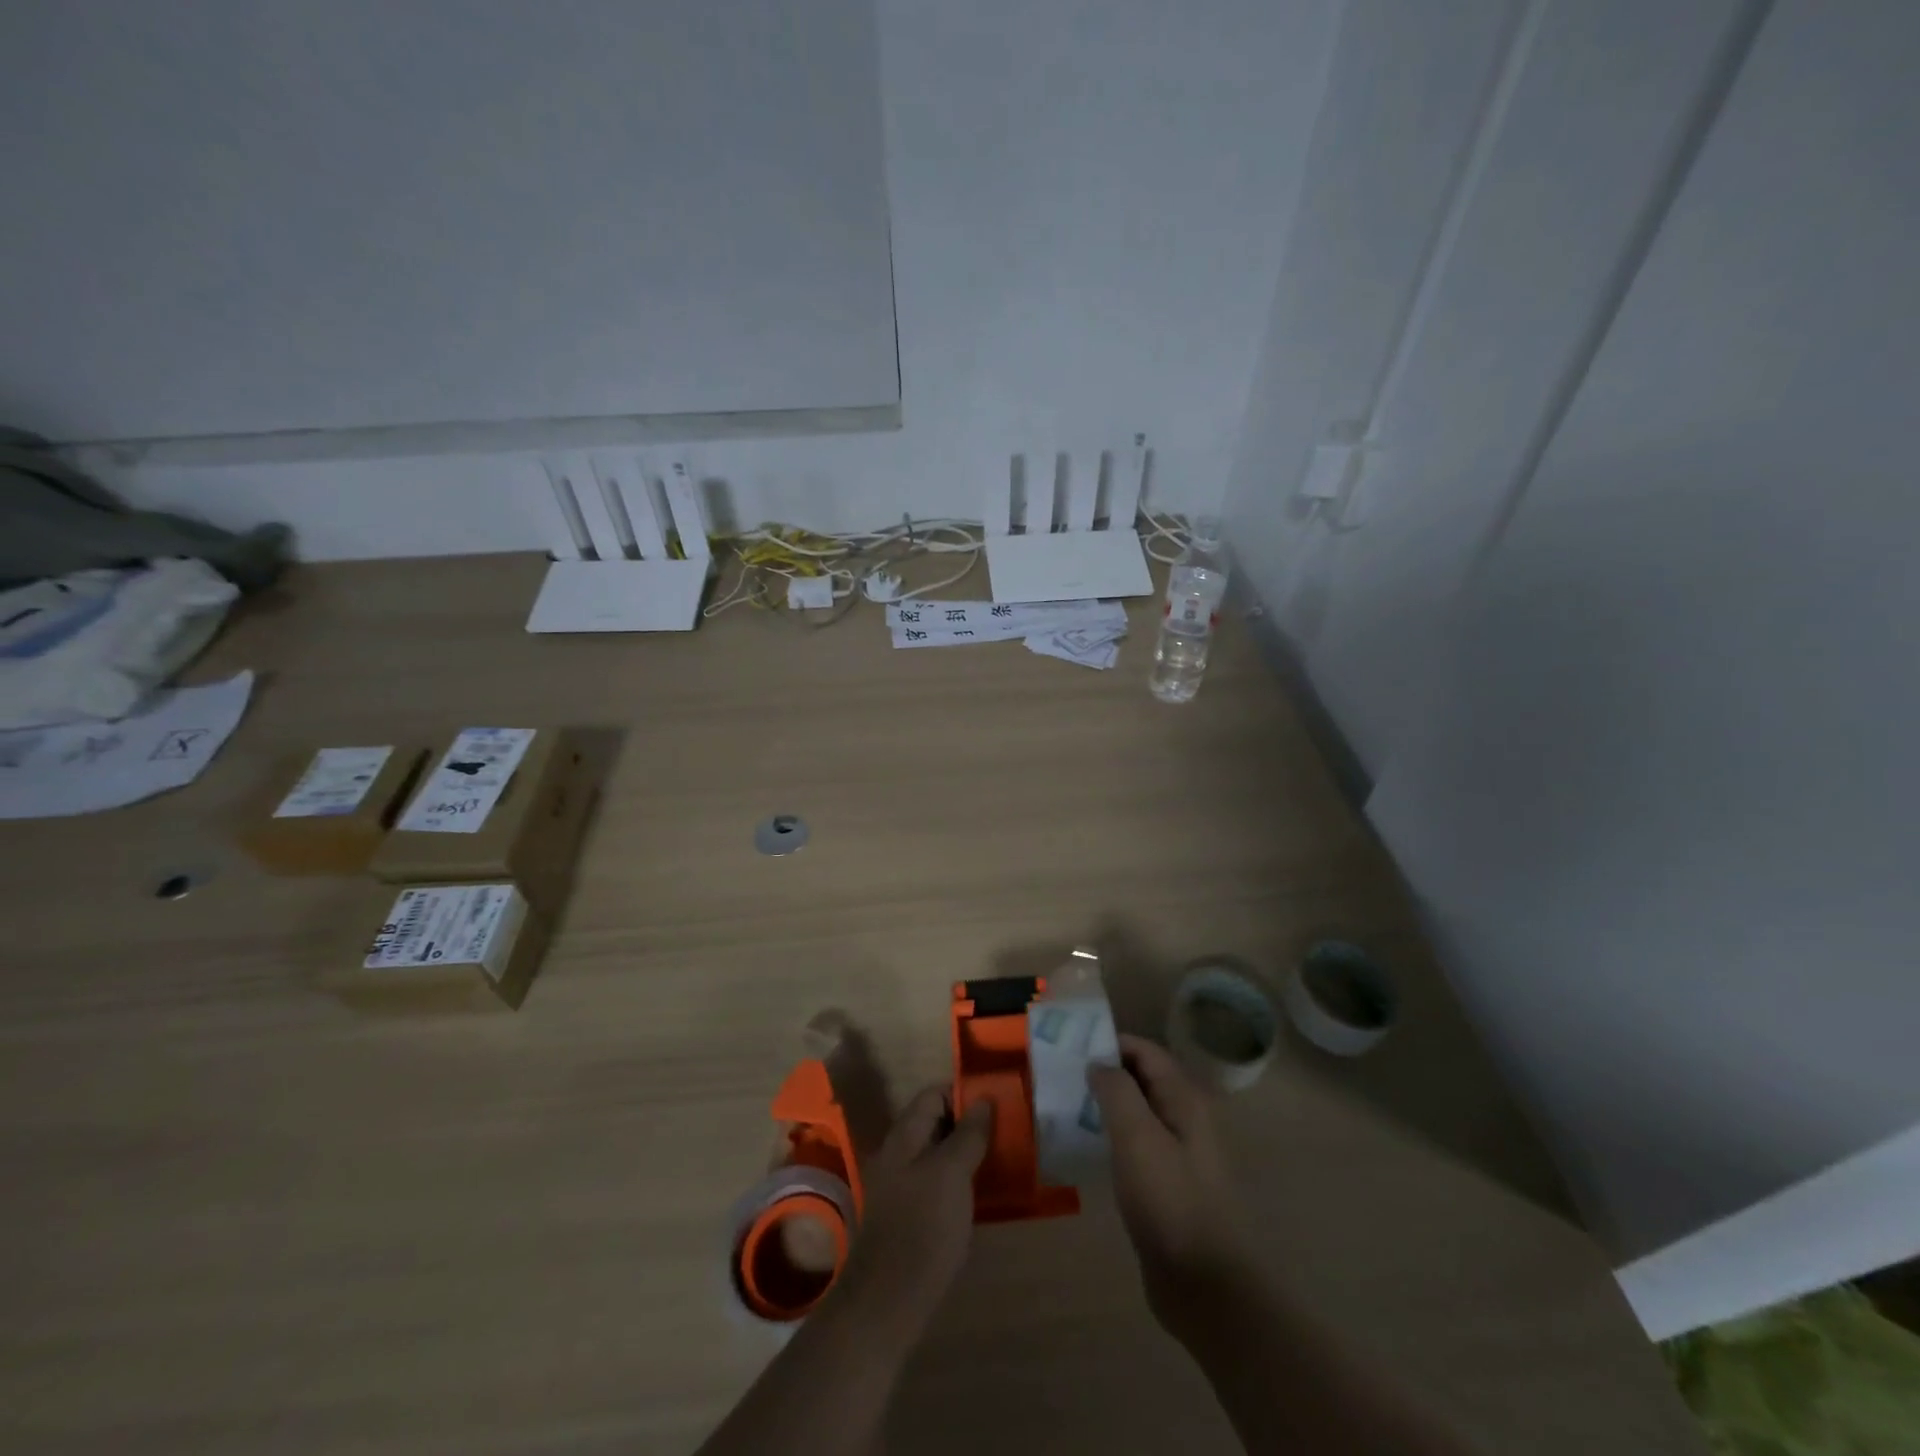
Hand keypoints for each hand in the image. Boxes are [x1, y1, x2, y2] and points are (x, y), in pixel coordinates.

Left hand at [829, 1086, 992, 1342]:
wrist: (888, 1301)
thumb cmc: (923, 1226)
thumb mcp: (952, 1173)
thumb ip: (968, 1134)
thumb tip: (984, 1100)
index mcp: (903, 1136)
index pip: (933, 1094)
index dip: (963, 1092)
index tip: (996, 1103)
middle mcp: (898, 1154)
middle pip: (935, 1123)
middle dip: (969, 1123)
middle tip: (1004, 1133)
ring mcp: (901, 1186)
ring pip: (938, 1154)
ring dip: (966, 1153)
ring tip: (999, 1160)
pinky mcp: (908, 1216)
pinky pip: (937, 1183)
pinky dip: (958, 1180)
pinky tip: (980, 1194)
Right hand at [1089, 1034, 1253, 1333]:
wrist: (1207, 1288)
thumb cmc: (1171, 1202)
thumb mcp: (1138, 1138)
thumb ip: (1117, 1091)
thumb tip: (1098, 1062)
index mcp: (1185, 1100)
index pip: (1146, 1052)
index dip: (1110, 1043)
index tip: (1071, 1048)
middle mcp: (1186, 1120)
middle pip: (1142, 1080)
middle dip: (1104, 1073)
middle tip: (1061, 1077)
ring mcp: (1179, 1155)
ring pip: (1137, 1114)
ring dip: (1104, 1106)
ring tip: (1065, 1108)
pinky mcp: (1168, 1187)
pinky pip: (1136, 1147)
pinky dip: (1111, 1138)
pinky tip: (1085, 1148)